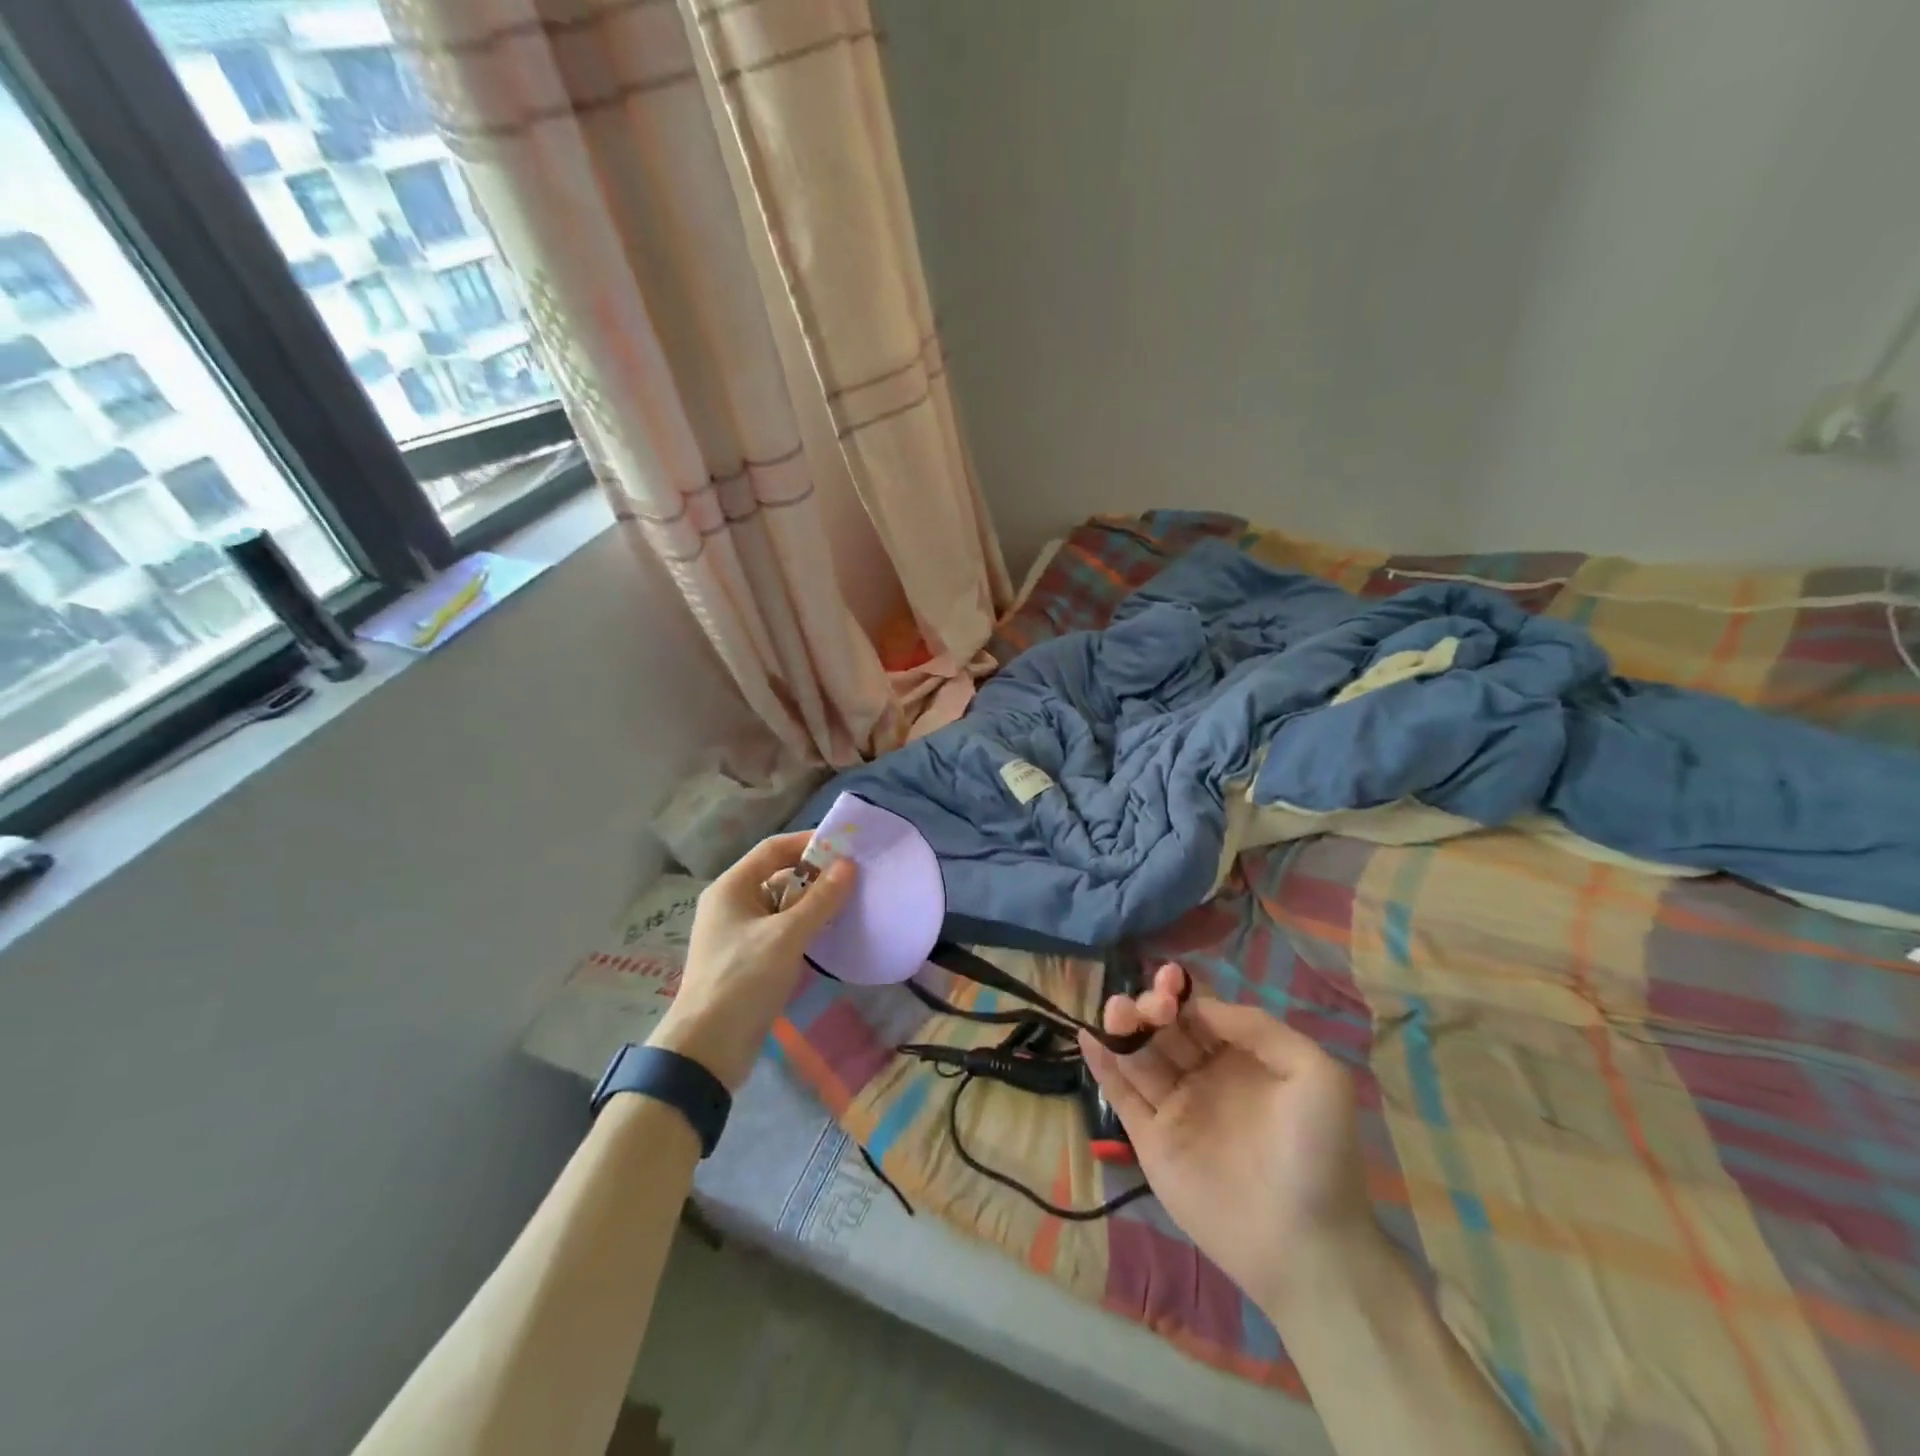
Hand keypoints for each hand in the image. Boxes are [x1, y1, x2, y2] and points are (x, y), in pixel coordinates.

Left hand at [649, 832, 854, 1089]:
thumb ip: (820, 899)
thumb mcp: (786, 936)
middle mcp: (732, 903)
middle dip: (815, 875)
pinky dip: (803, 927)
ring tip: (850, 904)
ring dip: (812, 903)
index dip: (809, 843)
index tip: (846, 846)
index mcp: (731, 887)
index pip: (774, 849)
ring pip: (781, 904)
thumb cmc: (743, 980)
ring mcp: (738, 932)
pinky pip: (780, 930)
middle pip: (778, 875)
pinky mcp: (748, 958)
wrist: (708, 1048)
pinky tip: (829, 934)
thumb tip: (849, 864)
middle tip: (854, 878)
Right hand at [1079, 966, 1376, 1314]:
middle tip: (1150, 1009)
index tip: (1169, 981)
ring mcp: (1175, 1108)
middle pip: (1164, 1027)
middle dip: (1152, 1006)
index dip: (1182, 991)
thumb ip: (1259, 1028)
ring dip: (1123, 1026)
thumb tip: (1201, 1006)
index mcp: (1241, 1058)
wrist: (1306, 1248)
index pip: (1200, 1011)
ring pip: (1139, 1054)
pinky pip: (1122, 1095)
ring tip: (1116, 1011)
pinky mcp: (1150, 1140)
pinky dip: (1102, 1064)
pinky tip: (1089, 1036)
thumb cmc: (1317, 1155)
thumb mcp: (1315, 1075)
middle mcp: (1204, 1075)